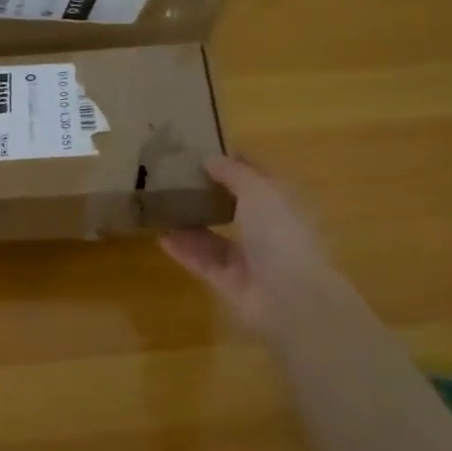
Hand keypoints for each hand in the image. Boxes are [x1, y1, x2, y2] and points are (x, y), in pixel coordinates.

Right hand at [159, 157, 351, 338]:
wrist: (290, 298)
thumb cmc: (280, 233)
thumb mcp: (258, 190)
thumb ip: (233, 173)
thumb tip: (210, 158)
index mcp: (283, 203)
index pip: (258, 177)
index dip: (235, 163)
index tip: (204, 151)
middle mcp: (268, 229)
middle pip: (235, 207)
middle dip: (209, 194)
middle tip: (176, 179)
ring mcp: (250, 258)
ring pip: (216, 236)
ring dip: (192, 223)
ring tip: (162, 206)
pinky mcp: (230, 282)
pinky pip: (204, 261)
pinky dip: (184, 250)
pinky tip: (161, 237)